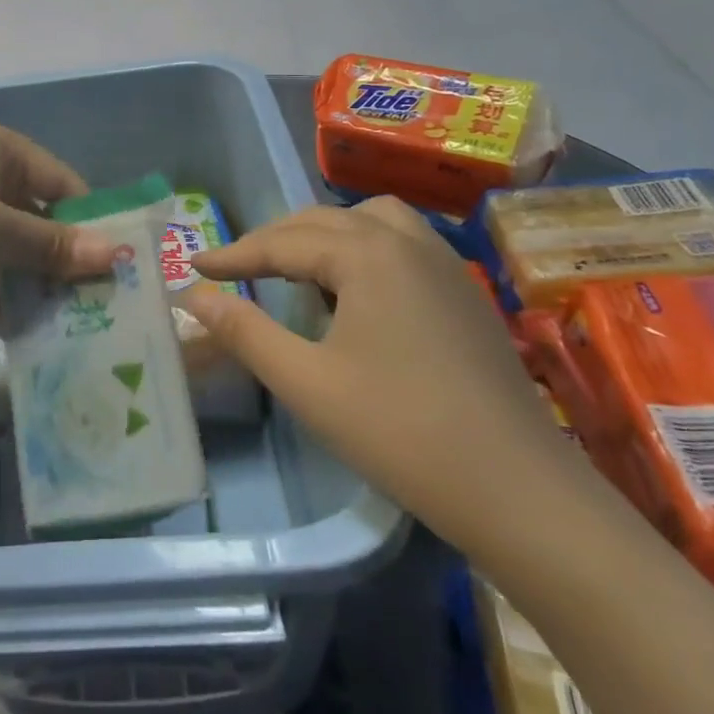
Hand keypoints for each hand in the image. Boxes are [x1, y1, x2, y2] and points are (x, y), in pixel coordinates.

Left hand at [0, 119, 116, 314]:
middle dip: (56, 258)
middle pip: (32, 214)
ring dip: (22, 279)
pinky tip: (7, 325)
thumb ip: (48, 245)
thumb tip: (112, 256)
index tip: (114, 268)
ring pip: (1, 241)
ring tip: (54, 322)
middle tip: (88, 304)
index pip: (61, 183)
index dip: (89, 223)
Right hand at [183, 198, 582, 551]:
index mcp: (368, 255)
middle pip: (324, 221)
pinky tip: (357, 294)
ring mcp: (445, 266)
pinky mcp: (465, 295)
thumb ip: (244, 331)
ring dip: (326, 235)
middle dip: (274, 240)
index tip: (193, 265)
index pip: (282, 242)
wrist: (520, 492)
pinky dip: (365, 250)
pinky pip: (403, 244)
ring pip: (371, 222)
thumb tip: (192, 295)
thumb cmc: (401, 432)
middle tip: (237, 269)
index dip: (234, 255)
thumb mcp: (306, 383)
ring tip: (299, 270)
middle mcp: (407, 243)